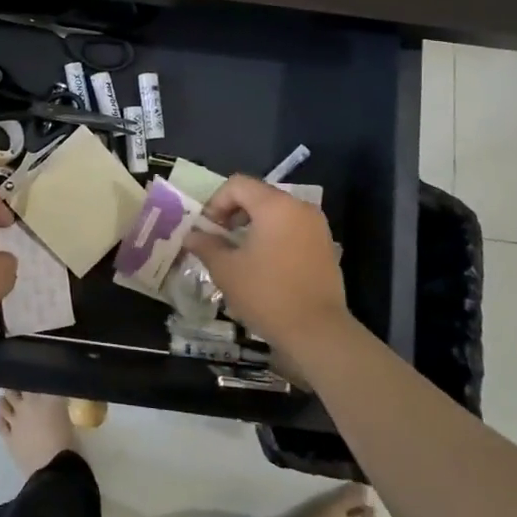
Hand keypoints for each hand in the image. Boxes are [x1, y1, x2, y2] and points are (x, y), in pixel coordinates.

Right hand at [186, 175, 352, 356]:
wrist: (318, 331)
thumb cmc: (267, 294)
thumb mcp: (227, 270)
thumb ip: (206, 246)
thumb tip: (191, 236)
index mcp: (275, 205)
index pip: (238, 184)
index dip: (216, 201)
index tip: (208, 228)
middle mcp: (299, 207)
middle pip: (258, 195)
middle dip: (234, 212)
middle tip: (219, 238)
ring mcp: (317, 226)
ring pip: (277, 212)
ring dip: (253, 225)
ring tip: (240, 252)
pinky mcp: (325, 246)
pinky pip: (293, 228)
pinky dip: (274, 236)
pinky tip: (264, 264)